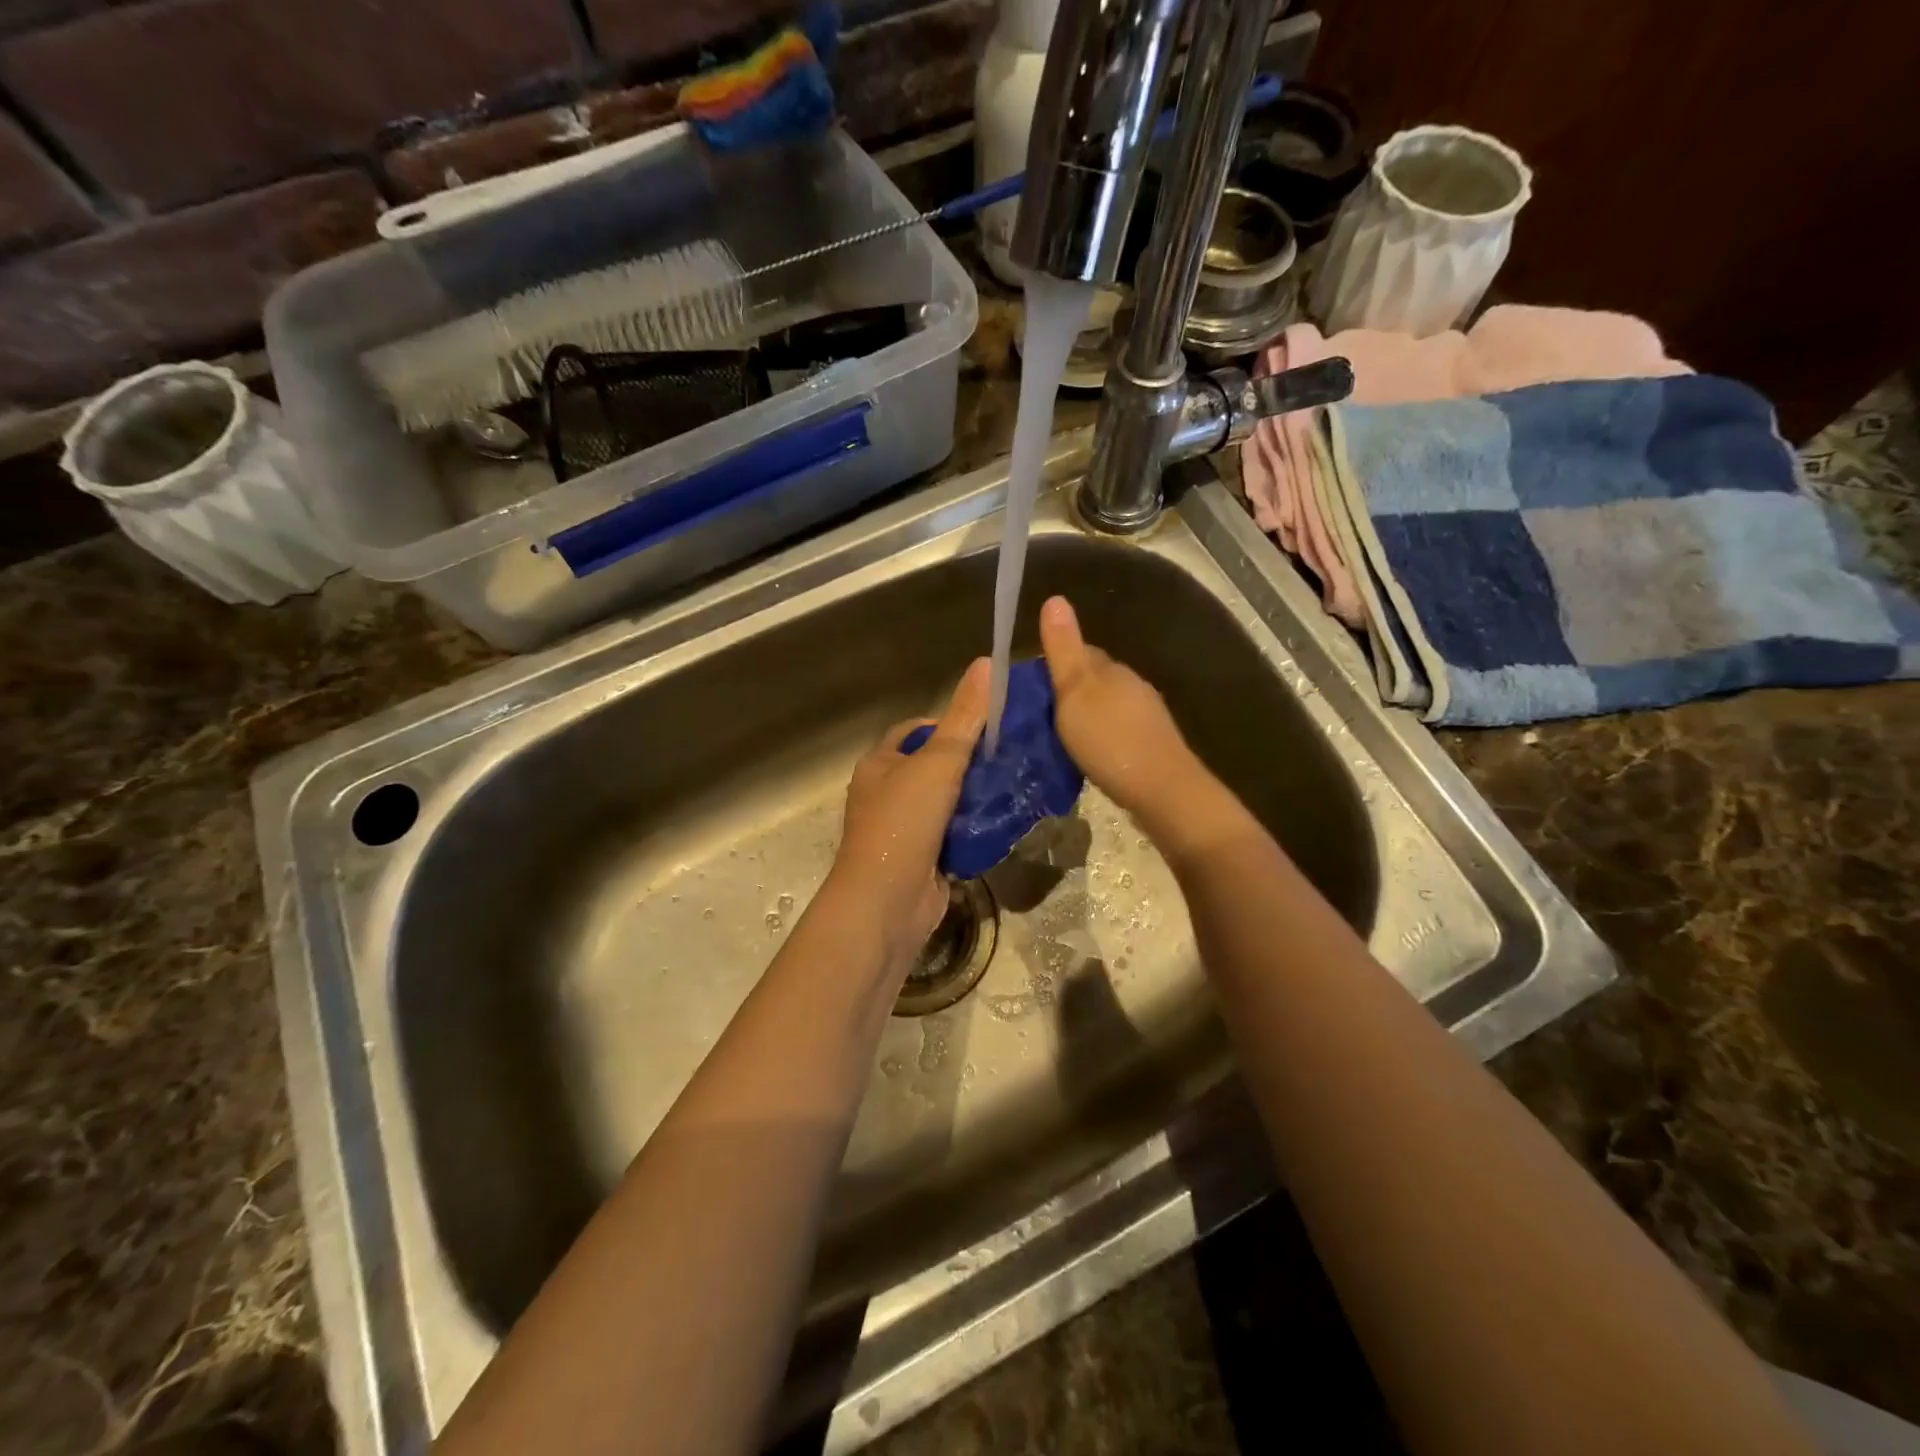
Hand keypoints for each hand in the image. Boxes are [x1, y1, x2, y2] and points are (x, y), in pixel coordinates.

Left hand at [825, 657, 989, 978]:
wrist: (887, 903)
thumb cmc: (904, 823)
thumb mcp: (938, 762)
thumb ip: (965, 717)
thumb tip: (987, 663)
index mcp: (880, 765)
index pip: (916, 731)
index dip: (949, 723)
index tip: (988, 726)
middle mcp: (887, 794)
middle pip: (935, 767)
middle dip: (971, 763)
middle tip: (1012, 756)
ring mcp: (905, 830)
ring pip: (948, 803)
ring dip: (977, 798)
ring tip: (1017, 785)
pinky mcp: (924, 860)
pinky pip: (955, 836)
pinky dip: (977, 830)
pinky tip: (1007, 823)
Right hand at [1039, 596, 1204, 823]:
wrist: (1162, 790)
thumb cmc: (1110, 739)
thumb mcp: (1075, 692)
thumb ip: (1064, 650)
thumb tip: (1055, 598)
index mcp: (1112, 670)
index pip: (1082, 652)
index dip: (1057, 662)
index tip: (1031, 684)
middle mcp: (1133, 686)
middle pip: (1095, 679)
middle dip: (1070, 691)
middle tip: (1039, 715)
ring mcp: (1146, 716)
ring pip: (1107, 706)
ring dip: (1086, 715)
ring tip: (1059, 737)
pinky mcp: (1151, 745)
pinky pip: (1118, 731)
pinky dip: (1100, 736)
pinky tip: (1089, 754)